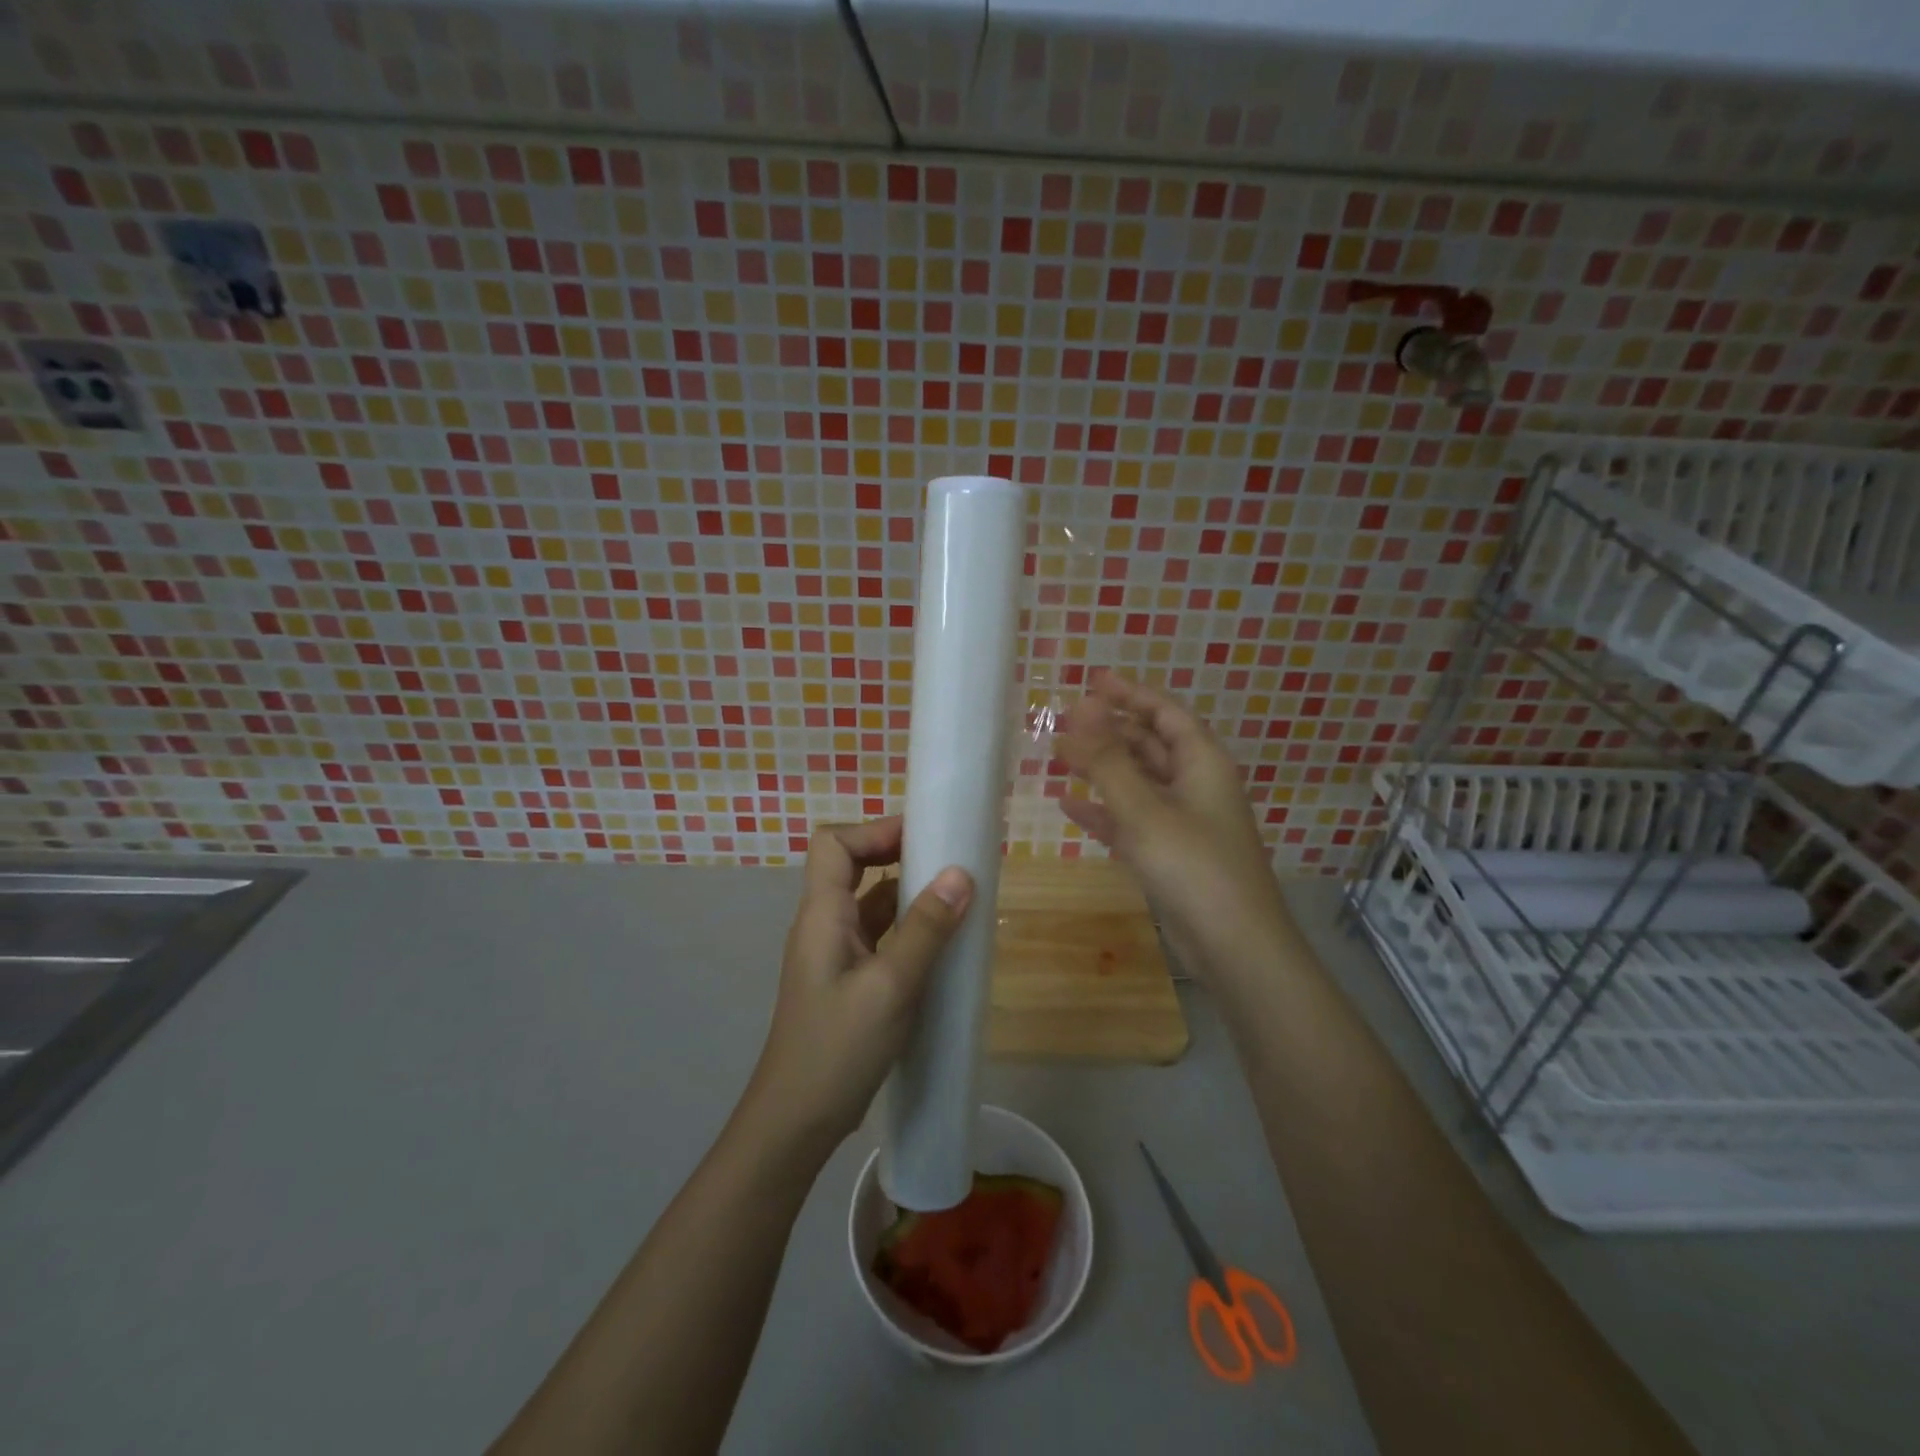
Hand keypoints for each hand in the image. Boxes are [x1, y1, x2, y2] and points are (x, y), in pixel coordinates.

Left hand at [741, 817, 972, 1165]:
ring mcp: (835, 954)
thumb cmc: (838, 1048)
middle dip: (897, 853)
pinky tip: (941, 943)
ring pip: (870, 903)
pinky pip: (879, 937)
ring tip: (956, 894)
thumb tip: (961, 873)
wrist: (796, 1121)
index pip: (834, 844)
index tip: (924, 834)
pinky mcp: (848, 981)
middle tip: (948, 857)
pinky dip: (908, 928)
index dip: (875, 830)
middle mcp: (824, 925)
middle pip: (852, 866)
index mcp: (822, 914)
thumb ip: (925, 928)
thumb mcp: (890, 986)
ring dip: (908, 893)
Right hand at [1057, 675, 1286, 982]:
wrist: (1234, 947)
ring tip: (1062, 755)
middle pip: (1151, 746)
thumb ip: (1109, 760)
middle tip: (1067, 721)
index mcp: (1203, 764)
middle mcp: (1196, 787)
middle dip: (1111, 731)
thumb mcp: (1145, 809)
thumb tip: (1081, 707)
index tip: (1094, 682)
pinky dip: (1104, 812)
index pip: (1166, 713)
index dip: (1132, 694)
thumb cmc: (1194, 867)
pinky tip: (1070, 807)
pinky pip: (1132, 821)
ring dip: (1103, 770)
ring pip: (1139, 783)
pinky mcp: (1171, 856)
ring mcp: (1184, 823)